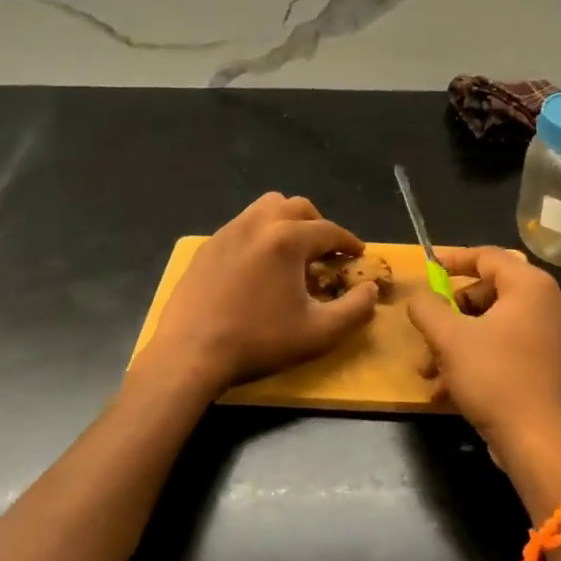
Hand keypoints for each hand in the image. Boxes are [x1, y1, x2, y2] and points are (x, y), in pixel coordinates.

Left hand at [142, 193, 378, 393]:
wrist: (190, 353)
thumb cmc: (258, 341)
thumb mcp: (319, 333)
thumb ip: (355, 309)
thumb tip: (370, 290)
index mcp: (287, 239)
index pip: (329, 230)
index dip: (349, 242)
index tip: (358, 255)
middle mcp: (257, 224)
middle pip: (297, 207)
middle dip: (318, 225)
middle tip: (326, 252)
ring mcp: (227, 232)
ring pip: (265, 208)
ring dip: (286, 222)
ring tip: (292, 252)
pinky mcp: (206, 247)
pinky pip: (241, 226)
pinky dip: (259, 235)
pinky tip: (258, 267)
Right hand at [405, 247, 560, 498]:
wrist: (538, 443)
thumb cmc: (494, 378)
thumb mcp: (449, 338)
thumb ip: (428, 308)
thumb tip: (419, 297)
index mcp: (532, 286)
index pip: (488, 257)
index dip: (453, 260)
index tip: (427, 269)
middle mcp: (550, 304)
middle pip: (489, 292)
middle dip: (450, 315)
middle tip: (426, 334)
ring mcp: (555, 337)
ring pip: (494, 325)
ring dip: (456, 343)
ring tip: (428, 371)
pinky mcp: (551, 365)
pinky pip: (507, 348)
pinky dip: (477, 359)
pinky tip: (447, 389)